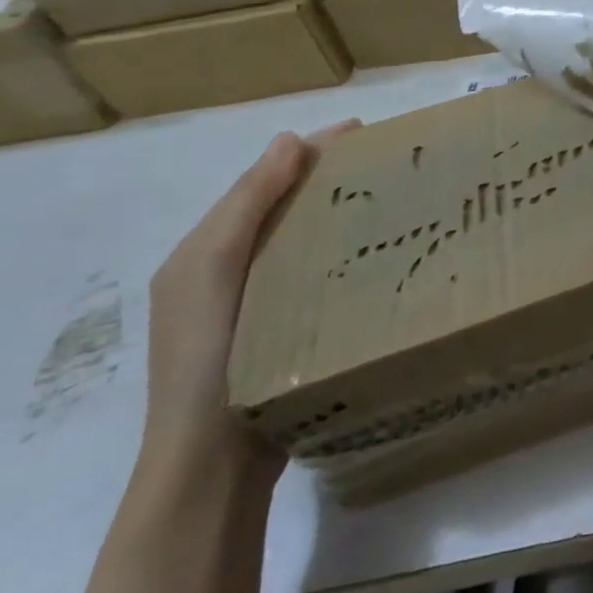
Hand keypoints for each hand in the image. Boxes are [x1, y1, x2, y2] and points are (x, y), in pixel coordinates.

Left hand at [142, 123, 357, 486]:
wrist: (212, 461)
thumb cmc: (208, 356)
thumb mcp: (214, 269)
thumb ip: (248, 204)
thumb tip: (288, 140)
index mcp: (203, 253)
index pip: (260, 182)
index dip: (307, 151)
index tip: (362, 130)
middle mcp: (224, 272)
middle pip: (282, 207)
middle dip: (328, 177)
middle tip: (386, 161)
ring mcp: (254, 304)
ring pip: (301, 239)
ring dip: (338, 213)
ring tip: (390, 196)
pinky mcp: (283, 330)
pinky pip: (314, 271)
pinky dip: (341, 250)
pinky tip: (375, 250)